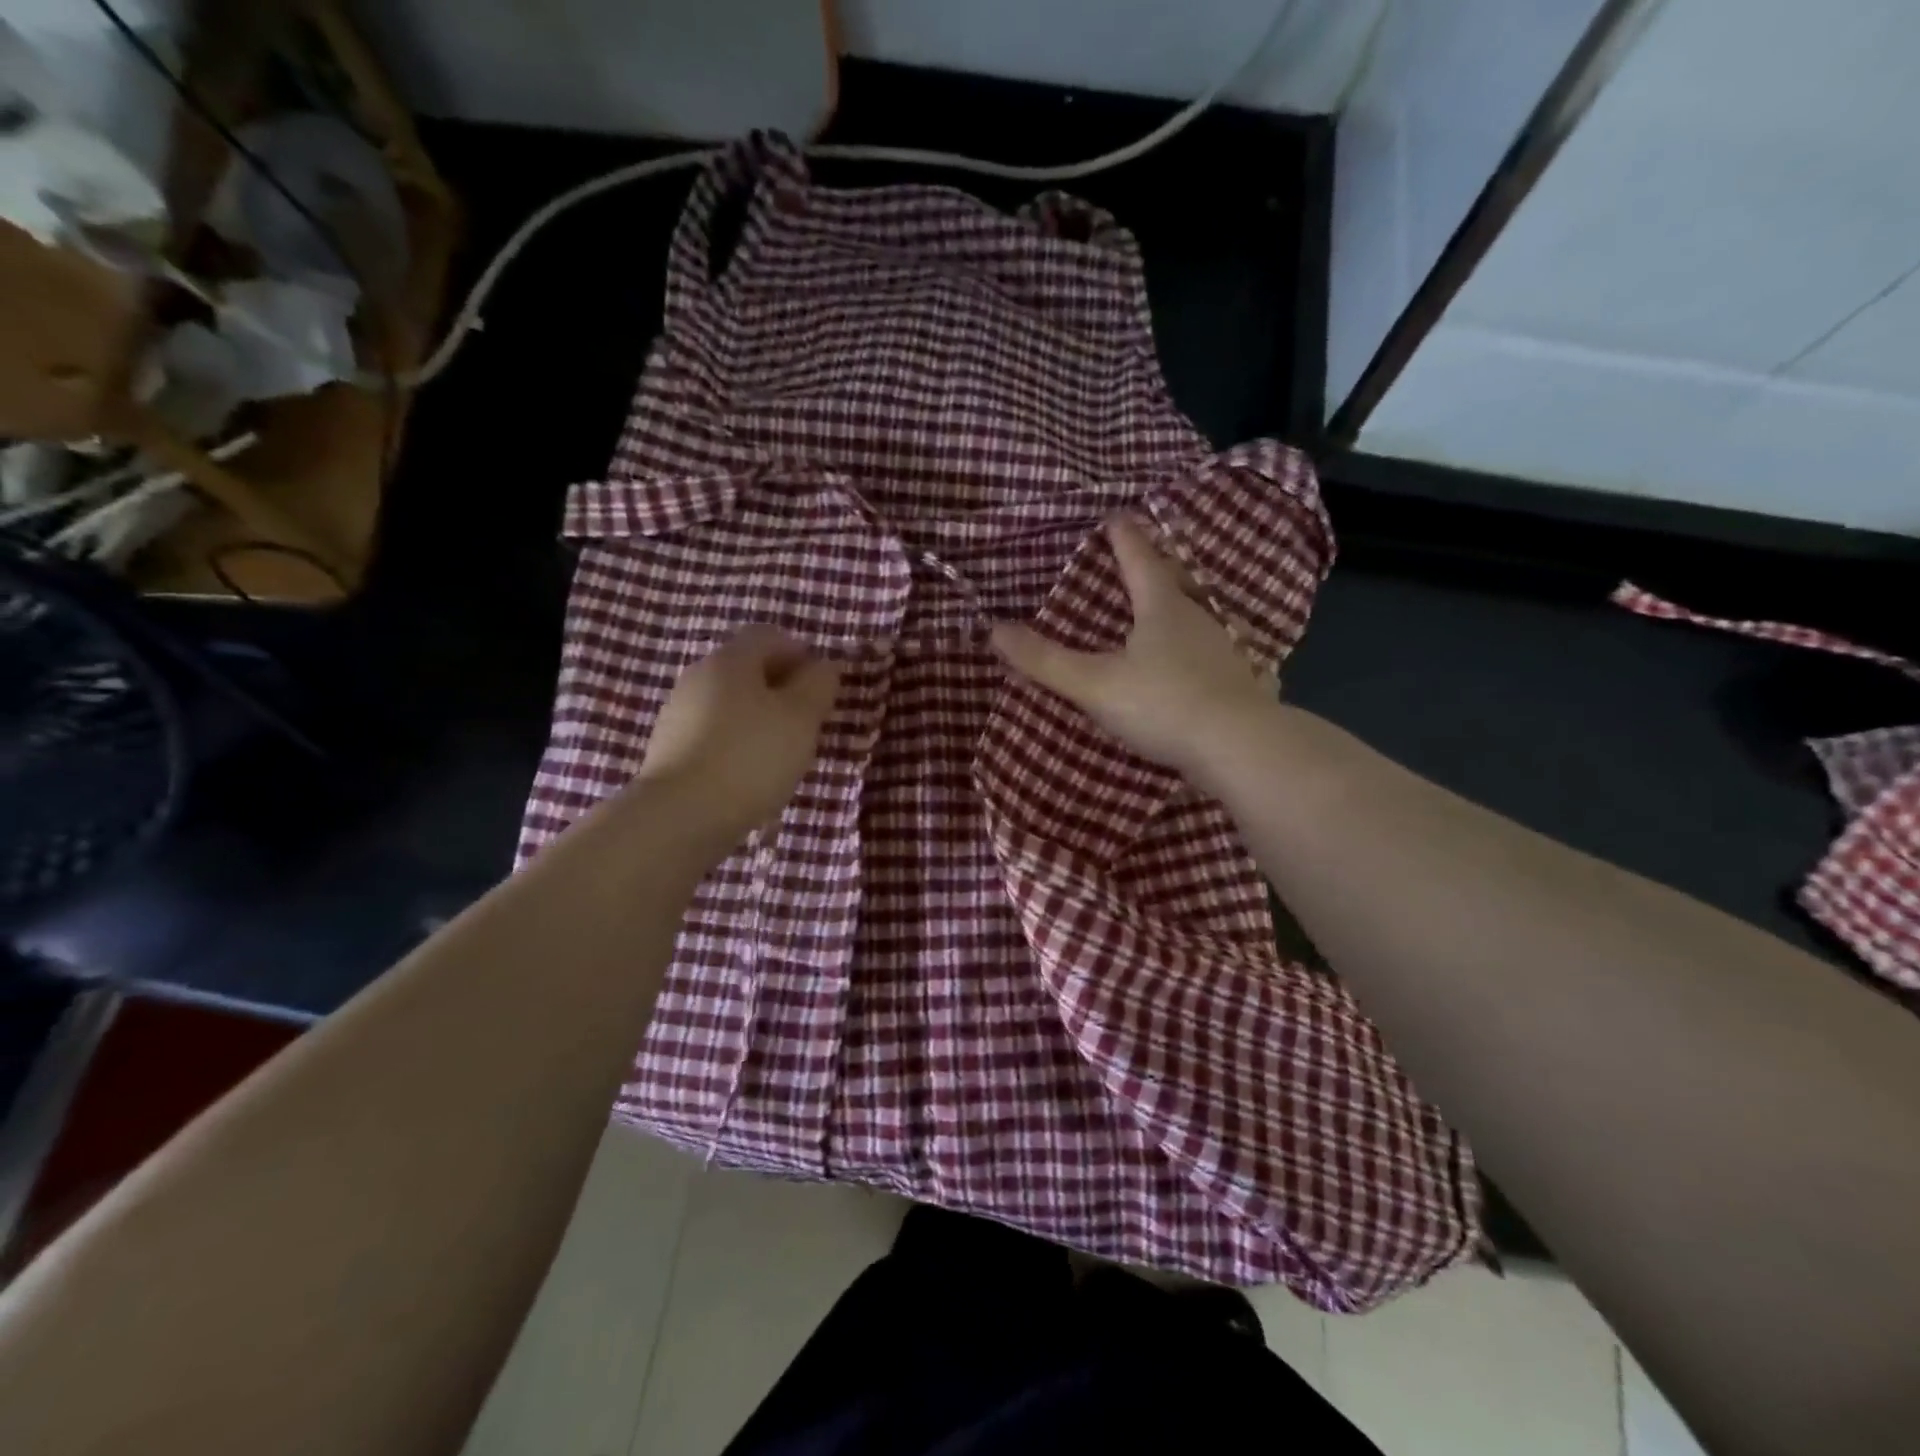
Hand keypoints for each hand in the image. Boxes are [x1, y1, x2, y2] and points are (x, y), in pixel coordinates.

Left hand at [632, 626, 841, 847]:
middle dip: (782, 689)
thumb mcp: (800, 718)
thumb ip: (818, 685)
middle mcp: (699, 676)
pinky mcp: (669, 749)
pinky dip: (737, 743)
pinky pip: (714, 733)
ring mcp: (679, 713)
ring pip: (731, 703)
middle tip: (809, 722)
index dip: (801, 654)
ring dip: (760, 718)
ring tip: (783, 753)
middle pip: (748, 669)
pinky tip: (751, 773)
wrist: (681, 816)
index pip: (770, 636)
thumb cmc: (751, 757)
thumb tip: (824, 665)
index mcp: (730, 659)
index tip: (822, 688)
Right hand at [990, 515, 1274, 778]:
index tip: (1115, 516)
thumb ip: (1046, 661)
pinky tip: (1190, 667)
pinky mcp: (1236, 684)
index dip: (1124, 538)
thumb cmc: (1163, 703)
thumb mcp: (1095, 684)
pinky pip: (1208, 655)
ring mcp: (1222, 651)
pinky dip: (1193, 651)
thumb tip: (994, 630)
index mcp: (1162, 608)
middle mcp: (1196, 620)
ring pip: (1194, 619)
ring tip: (1158, 614)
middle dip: (1154, 569)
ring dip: (1174, 611)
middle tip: (1138, 560)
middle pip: (1173, 584)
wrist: (1240, 748)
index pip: (1139, 560)